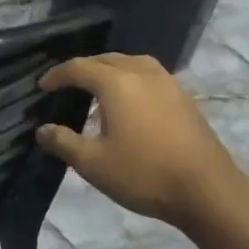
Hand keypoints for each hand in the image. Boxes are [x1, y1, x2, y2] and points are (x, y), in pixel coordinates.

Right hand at [35, 54, 248, 236]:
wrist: (206, 189)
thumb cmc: (143, 174)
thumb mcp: (93, 164)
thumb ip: (63, 143)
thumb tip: (43, 130)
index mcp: (116, 83)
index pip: (79, 68)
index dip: (57, 75)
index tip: (42, 86)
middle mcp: (142, 72)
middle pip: (106, 60)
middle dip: (83, 69)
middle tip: (66, 86)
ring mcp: (168, 82)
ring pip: (131, 64)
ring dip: (110, 71)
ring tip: (97, 89)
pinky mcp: (183, 97)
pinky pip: (149, 76)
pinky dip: (131, 80)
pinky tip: (129, 103)